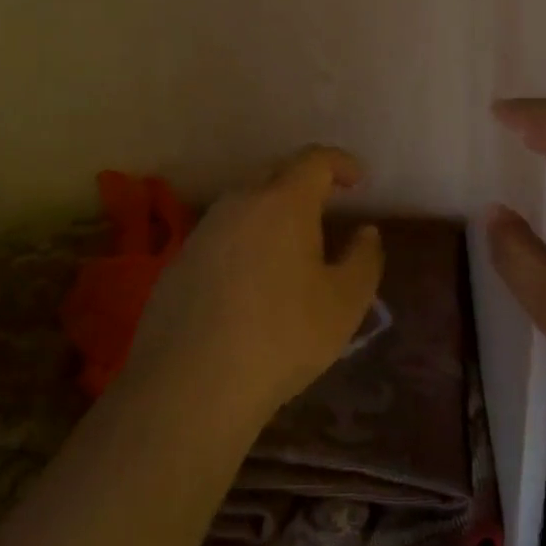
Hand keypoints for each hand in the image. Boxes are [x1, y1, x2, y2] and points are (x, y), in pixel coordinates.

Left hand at [126, 146, 383, 422]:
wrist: (190, 384)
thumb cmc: (282, 337)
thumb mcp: (345, 304)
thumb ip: (364, 259)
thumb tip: (366, 232)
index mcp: (283, 202)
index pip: (315, 160)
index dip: (341, 163)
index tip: (359, 181)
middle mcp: (240, 202)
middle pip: (276, 173)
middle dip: (306, 182)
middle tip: (329, 205)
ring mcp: (204, 230)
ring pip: (246, 203)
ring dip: (273, 211)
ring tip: (293, 242)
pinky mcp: (179, 260)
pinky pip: (223, 233)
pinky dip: (246, 239)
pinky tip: (253, 277)